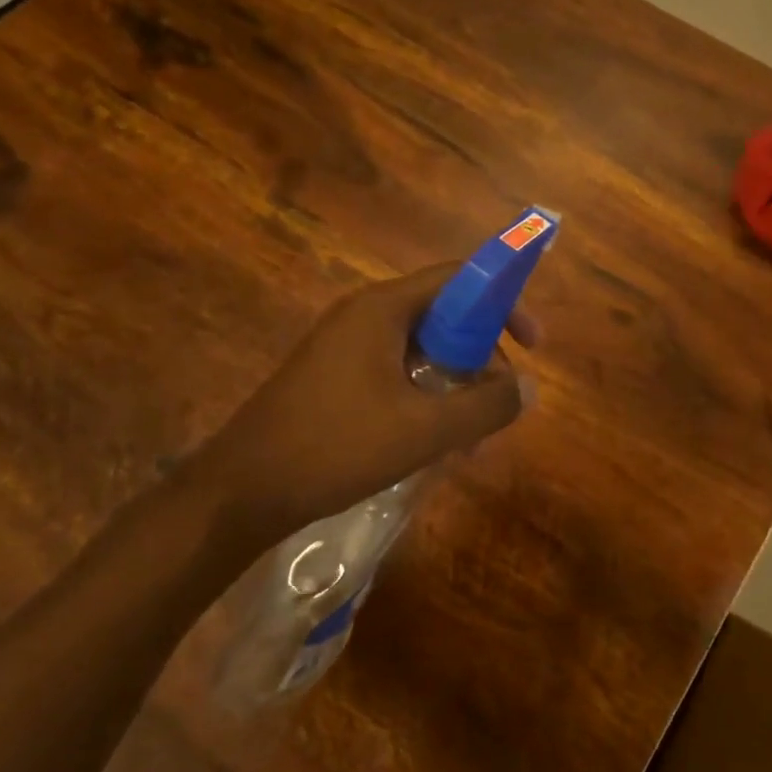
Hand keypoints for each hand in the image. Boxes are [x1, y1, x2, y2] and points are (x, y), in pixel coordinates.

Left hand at [177, 263, 536, 557]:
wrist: (239, 492)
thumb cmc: (335, 447)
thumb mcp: (423, 430)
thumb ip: (485, 406)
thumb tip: (531, 388)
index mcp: (383, 309)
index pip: (460, 279)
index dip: (505, 302)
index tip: (532, 344)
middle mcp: (364, 316)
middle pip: (445, 315)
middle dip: (483, 356)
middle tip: (502, 400)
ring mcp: (345, 346)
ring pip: (422, 350)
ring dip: (457, 384)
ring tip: (472, 437)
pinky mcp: (334, 376)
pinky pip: (397, 372)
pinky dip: (426, 397)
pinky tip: (435, 441)